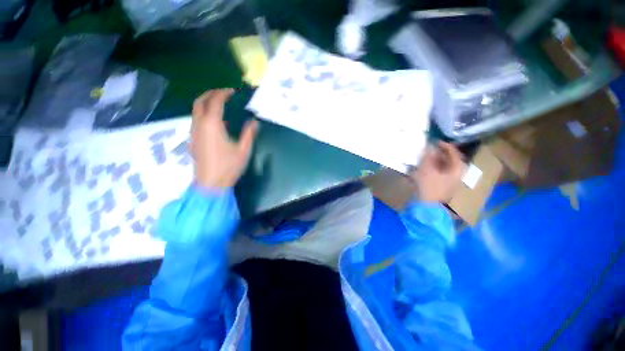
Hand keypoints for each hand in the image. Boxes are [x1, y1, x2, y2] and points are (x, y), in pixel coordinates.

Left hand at [191, 89, 258, 188]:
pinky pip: (196, 120)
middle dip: (210, 94)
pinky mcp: (193, 140)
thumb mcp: (243, 150)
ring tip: (218, 104)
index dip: (223, 93)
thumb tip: (254, 122)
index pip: (216, 102)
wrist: (210, 184)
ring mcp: (194, 132)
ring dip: (205, 103)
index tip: (232, 91)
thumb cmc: (229, 166)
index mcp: (212, 125)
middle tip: (222, 93)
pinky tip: (215, 122)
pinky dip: (204, 114)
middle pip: (199, 102)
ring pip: (195, 111)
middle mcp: (199, 125)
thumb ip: (249, 134)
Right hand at [409, 142, 465, 202]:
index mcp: (458, 169)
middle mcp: (457, 174)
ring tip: (424, 157)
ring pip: (444, 166)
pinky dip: (433, 168)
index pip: (454, 152)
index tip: (434, 141)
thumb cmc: (429, 186)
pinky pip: (439, 172)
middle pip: (449, 159)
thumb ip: (428, 156)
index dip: (444, 145)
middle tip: (428, 149)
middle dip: (438, 153)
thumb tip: (430, 146)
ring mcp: (451, 181)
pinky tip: (424, 167)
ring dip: (434, 160)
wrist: (427, 206)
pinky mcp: (443, 185)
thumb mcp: (427, 169)